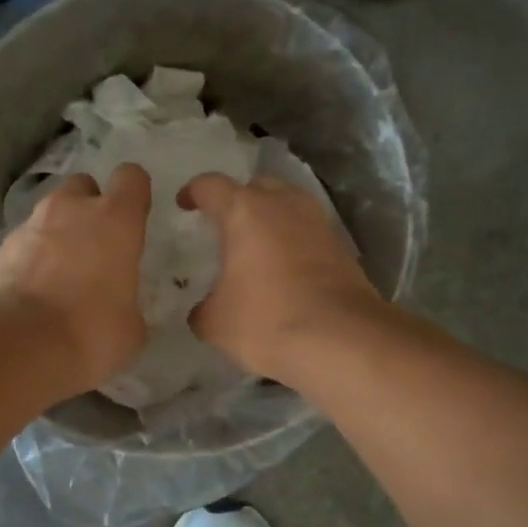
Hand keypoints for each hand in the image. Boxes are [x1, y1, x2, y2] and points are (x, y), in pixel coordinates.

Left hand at [0, 163, 150, 393]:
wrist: (13, 344)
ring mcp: (29, 226)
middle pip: (83, 187)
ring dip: (58, 235)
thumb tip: (121, 311)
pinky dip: (31, 260)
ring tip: (62, 277)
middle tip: (96, 247)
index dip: (135, 194)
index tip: (136, 217)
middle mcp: (70, 210)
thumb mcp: (130, 329)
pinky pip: (24, 244)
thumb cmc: (89, 331)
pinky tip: (35, 295)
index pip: (131, 178)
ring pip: (50, 215)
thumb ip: (129, 305)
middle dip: (90, 208)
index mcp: (115, 220)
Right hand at [182, 173, 382, 382]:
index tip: (185, 204)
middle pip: (257, 187)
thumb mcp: (216, 323)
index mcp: (245, 211)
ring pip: (289, 206)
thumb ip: (203, 309)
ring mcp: (318, 223)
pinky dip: (294, 243)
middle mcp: (284, 205)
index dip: (193, 192)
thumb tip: (204, 311)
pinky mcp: (342, 248)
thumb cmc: (268, 321)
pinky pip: (309, 233)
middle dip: (239, 200)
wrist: (342, 340)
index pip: (211, 186)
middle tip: (226, 225)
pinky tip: (286, 271)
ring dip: (272, 220)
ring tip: (257, 247)